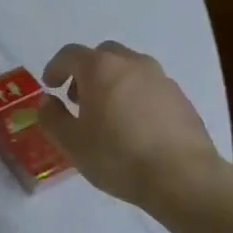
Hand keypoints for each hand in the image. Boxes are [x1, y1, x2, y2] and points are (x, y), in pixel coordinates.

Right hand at [37, 41, 223, 209]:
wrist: (184, 178)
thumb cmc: (117, 156)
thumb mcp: (70, 142)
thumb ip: (51, 116)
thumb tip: (48, 101)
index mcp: (101, 68)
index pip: (70, 54)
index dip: (55, 67)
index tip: (49, 86)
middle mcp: (132, 64)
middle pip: (103, 54)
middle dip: (86, 71)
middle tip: (78, 98)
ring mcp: (161, 80)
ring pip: (130, 69)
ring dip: (113, 82)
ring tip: (108, 113)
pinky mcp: (182, 99)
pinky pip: (150, 87)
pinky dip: (136, 96)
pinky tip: (134, 126)